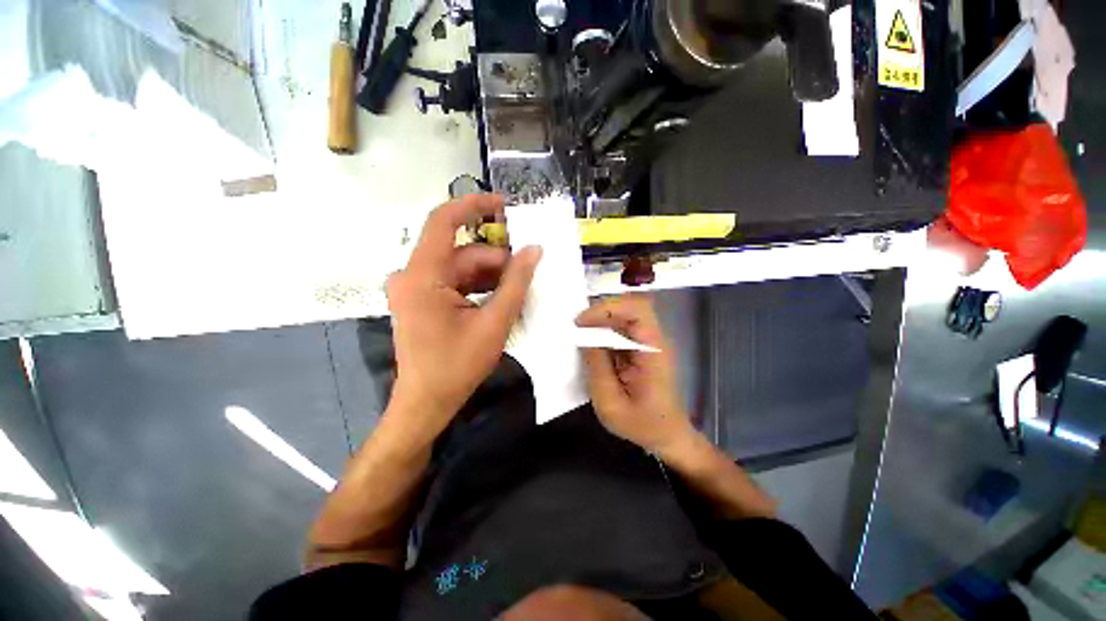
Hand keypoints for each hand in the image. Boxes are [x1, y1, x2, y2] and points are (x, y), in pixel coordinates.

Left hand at [385, 194, 541, 440]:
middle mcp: (413, 275)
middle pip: (464, 253)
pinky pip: (456, 283)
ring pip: (462, 269)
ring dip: (492, 277)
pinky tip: (501, 300)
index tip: (505, 205)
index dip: (474, 205)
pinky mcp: (422, 300)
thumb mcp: (494, 323)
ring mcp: (416, 288)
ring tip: (519, 292)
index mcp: (423, 276)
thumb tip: (534, 250)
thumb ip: (516, 283)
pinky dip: (480, 287)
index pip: (444, 221)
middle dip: (498, 262)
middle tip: (529, 275)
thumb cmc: (456, 366)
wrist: (426, 403)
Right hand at [575, 295, 694, 453]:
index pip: (637, 310)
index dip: (607, 309)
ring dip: (601, 321)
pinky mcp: (642, 349)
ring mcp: (649, 343)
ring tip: (580, 334)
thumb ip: (597, 367)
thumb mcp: (611, 403)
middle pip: (630, 307)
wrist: (668, 436)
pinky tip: (590, 345)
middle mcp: (654, 340)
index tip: (581, 322)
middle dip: (601, 312)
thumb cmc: (643, 425)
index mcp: (653, 351)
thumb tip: (584, 337)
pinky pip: (622, 330)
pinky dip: (604, 333)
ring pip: (624, 316)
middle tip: (577, 326)